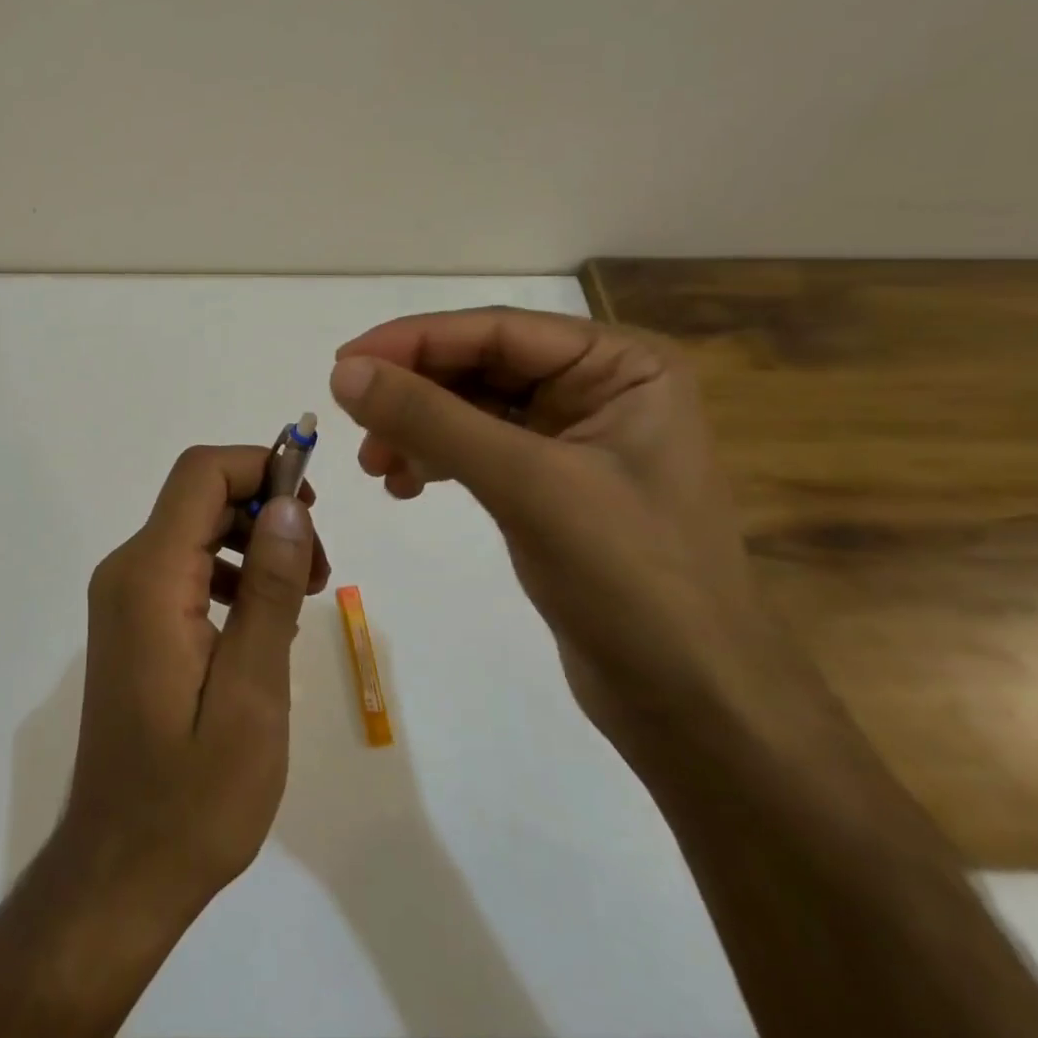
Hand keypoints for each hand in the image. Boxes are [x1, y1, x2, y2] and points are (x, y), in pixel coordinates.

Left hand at [58, 445, 325, 919]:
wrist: (121, 869)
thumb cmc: (194, 795)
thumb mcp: (252, 693)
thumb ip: (270, 590)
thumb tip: (289, 503)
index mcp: (150, 577)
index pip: (201, 475)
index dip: (260, 465)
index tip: (315, 505)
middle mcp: (127, 570)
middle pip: (200, 496)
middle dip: (266, 510)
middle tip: (317, 570)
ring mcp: (125, 595)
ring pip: (197, 527)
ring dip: (254, 541)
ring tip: (302, 596)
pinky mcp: (133, 619)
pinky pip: (188, 565)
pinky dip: (233, 571)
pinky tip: (263, 621)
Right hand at [328, 308, 793, 750]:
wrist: (694, 707)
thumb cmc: (632, 581)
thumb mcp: (526, 485)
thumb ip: (432, 420)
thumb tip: (344, 372)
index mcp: (621, 365)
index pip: (496, 330)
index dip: (414, 341)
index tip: (343, 364)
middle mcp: (600, 386)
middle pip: (479, 366)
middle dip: (413, 394)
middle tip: (353, 424)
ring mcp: (575, 436)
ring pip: (470, 407)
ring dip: (417, 429)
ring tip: (377, 468)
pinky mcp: (552, 483)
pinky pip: (477, 448)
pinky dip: (436, 459)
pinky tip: (406, 485)